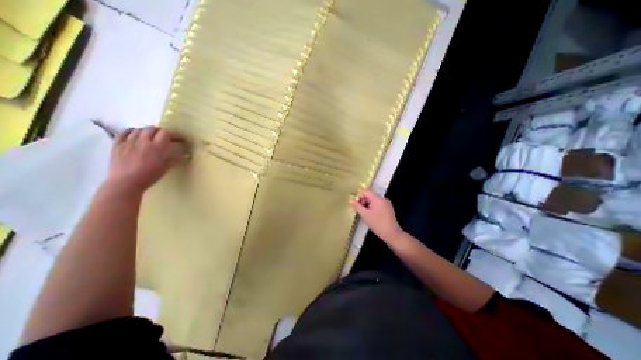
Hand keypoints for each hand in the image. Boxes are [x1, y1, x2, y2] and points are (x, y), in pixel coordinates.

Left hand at [105, 127, 186, 195]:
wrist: (126, 182)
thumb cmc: (150, 176)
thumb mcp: (166, 168)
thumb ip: (175, 159)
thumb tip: (186, 155)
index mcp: (157, 147)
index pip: (166, 133)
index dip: (174, 134)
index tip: (179, 139)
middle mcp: (143, 141)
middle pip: (152, 129)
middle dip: (160, 131)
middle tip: (165, 137)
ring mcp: (129, 142)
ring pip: (139, 129)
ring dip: (147, 131)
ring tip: (151, 136)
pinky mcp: (117, 144)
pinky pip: (124, 132)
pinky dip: (131, 131)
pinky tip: (135, 135)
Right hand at [349, 190, 401, 243]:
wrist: (392, 235)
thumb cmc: (377, 224)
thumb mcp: (365, 215)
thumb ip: (357, 206)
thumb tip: (350, 200)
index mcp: (378, 199)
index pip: (366, 191)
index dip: (359, 196)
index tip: (356, 205)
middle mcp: (383, 199)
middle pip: (370, 195)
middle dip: (363, 201)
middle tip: (359, 211)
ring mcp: (387, 204)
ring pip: (374, 201)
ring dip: (367, 205)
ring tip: (365, 215)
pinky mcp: (388, 210)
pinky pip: (378, 205)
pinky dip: (372, 208)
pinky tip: (371, 217)